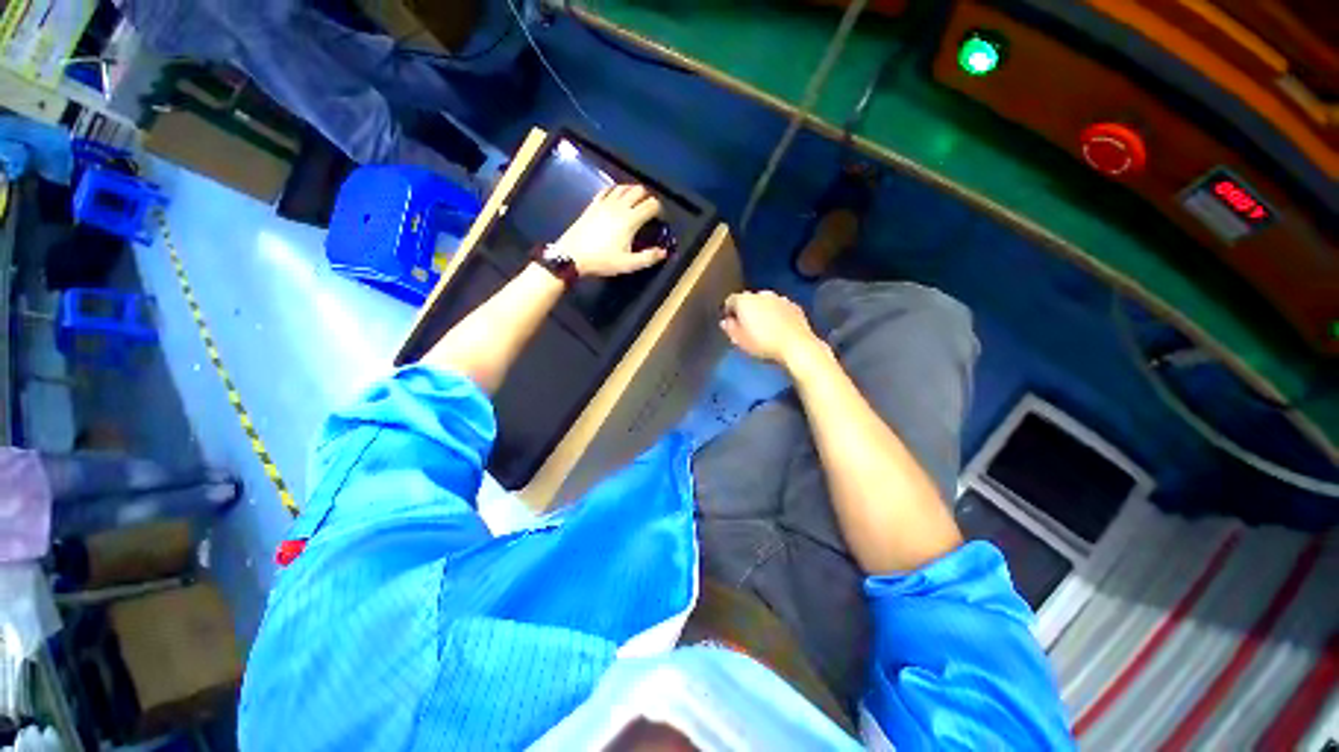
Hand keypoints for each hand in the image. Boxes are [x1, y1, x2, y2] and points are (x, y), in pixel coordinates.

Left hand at [552, 185, 666, 277]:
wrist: (572, 256)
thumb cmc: (602, 261)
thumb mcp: (628, 265)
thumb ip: (648, 258)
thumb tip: (663, 252)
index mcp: (630, 220)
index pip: (651, 205)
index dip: (659, 210)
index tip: (659, 220)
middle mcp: (619, 206)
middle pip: (639, 190)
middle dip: (647, 198)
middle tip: (649, 211)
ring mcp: (604, 203)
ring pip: (623, 187)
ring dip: (633, 192)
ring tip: (635, 204)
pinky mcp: (593, 204)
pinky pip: (608, 190)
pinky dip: (616, 191)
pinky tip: (617, 199)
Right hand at [720, 291, 826, 366]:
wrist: (796, 345)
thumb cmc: (763, 344)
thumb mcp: (740, 340)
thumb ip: (730, 329)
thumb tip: (726, 322)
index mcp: (745, 301)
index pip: (730, 300)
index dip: (728, 311)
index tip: (730, 324)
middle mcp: (761, 294)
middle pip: (748, 299)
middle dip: (746, 310)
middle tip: (746, 326)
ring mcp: (780, 298)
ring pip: (765, 302)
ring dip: (762, 311)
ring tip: (763, 327)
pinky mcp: (794, 305)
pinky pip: (780, 307)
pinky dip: (776, 314)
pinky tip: (778, 327)